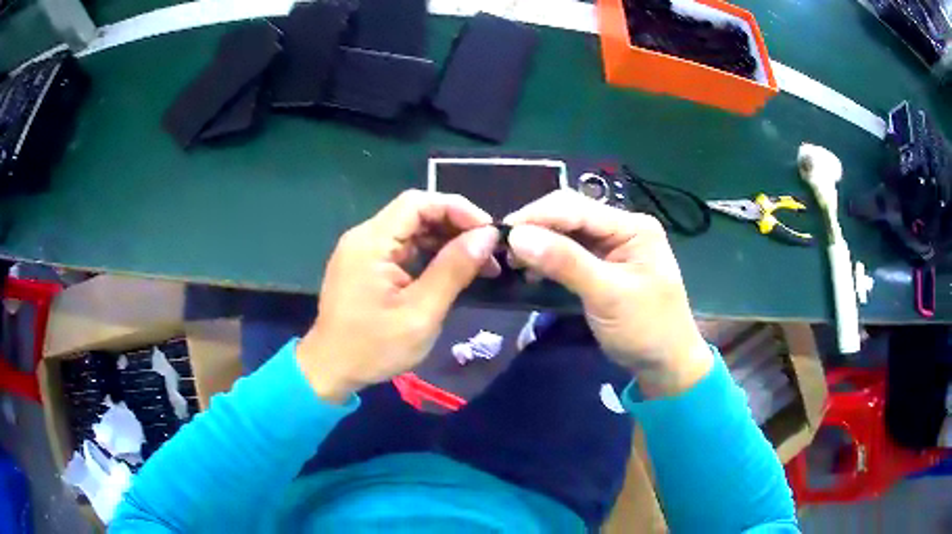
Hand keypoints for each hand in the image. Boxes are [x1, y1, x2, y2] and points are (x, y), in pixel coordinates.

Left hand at [297, 190, 499, 401]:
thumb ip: (453, 270)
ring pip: (411, 230)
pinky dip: (429, 253)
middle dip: (455, 226)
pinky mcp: (365, 265)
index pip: (418, 202)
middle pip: (415, 213)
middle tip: (489, 250)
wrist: (331, 370)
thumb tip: (487, 236)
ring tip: (479, 262)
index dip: (457, 209)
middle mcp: (364, 237)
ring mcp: (362, 251)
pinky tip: (452, 270)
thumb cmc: (373, 348)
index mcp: (371, 242)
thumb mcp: (420, 313)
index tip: (489, 232)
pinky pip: (402, 247)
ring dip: (445, 240)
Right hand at [504, 190, 712, 397]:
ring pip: (567, 233)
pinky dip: (549, 258)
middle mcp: (622, 228)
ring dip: (540, 243)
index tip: (502, 234)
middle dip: (537, 228)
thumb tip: (517, 236)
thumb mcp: (607, 296)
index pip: (577, 208)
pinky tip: (533, 269)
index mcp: (633, 227)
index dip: (537, 216)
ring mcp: (613, 246)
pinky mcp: (604, 264)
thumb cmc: (646, 329)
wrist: (665, 363)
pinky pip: (570, 252)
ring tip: (514, 261)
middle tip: (504, 250)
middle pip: (570, 215)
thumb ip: (565, 263)